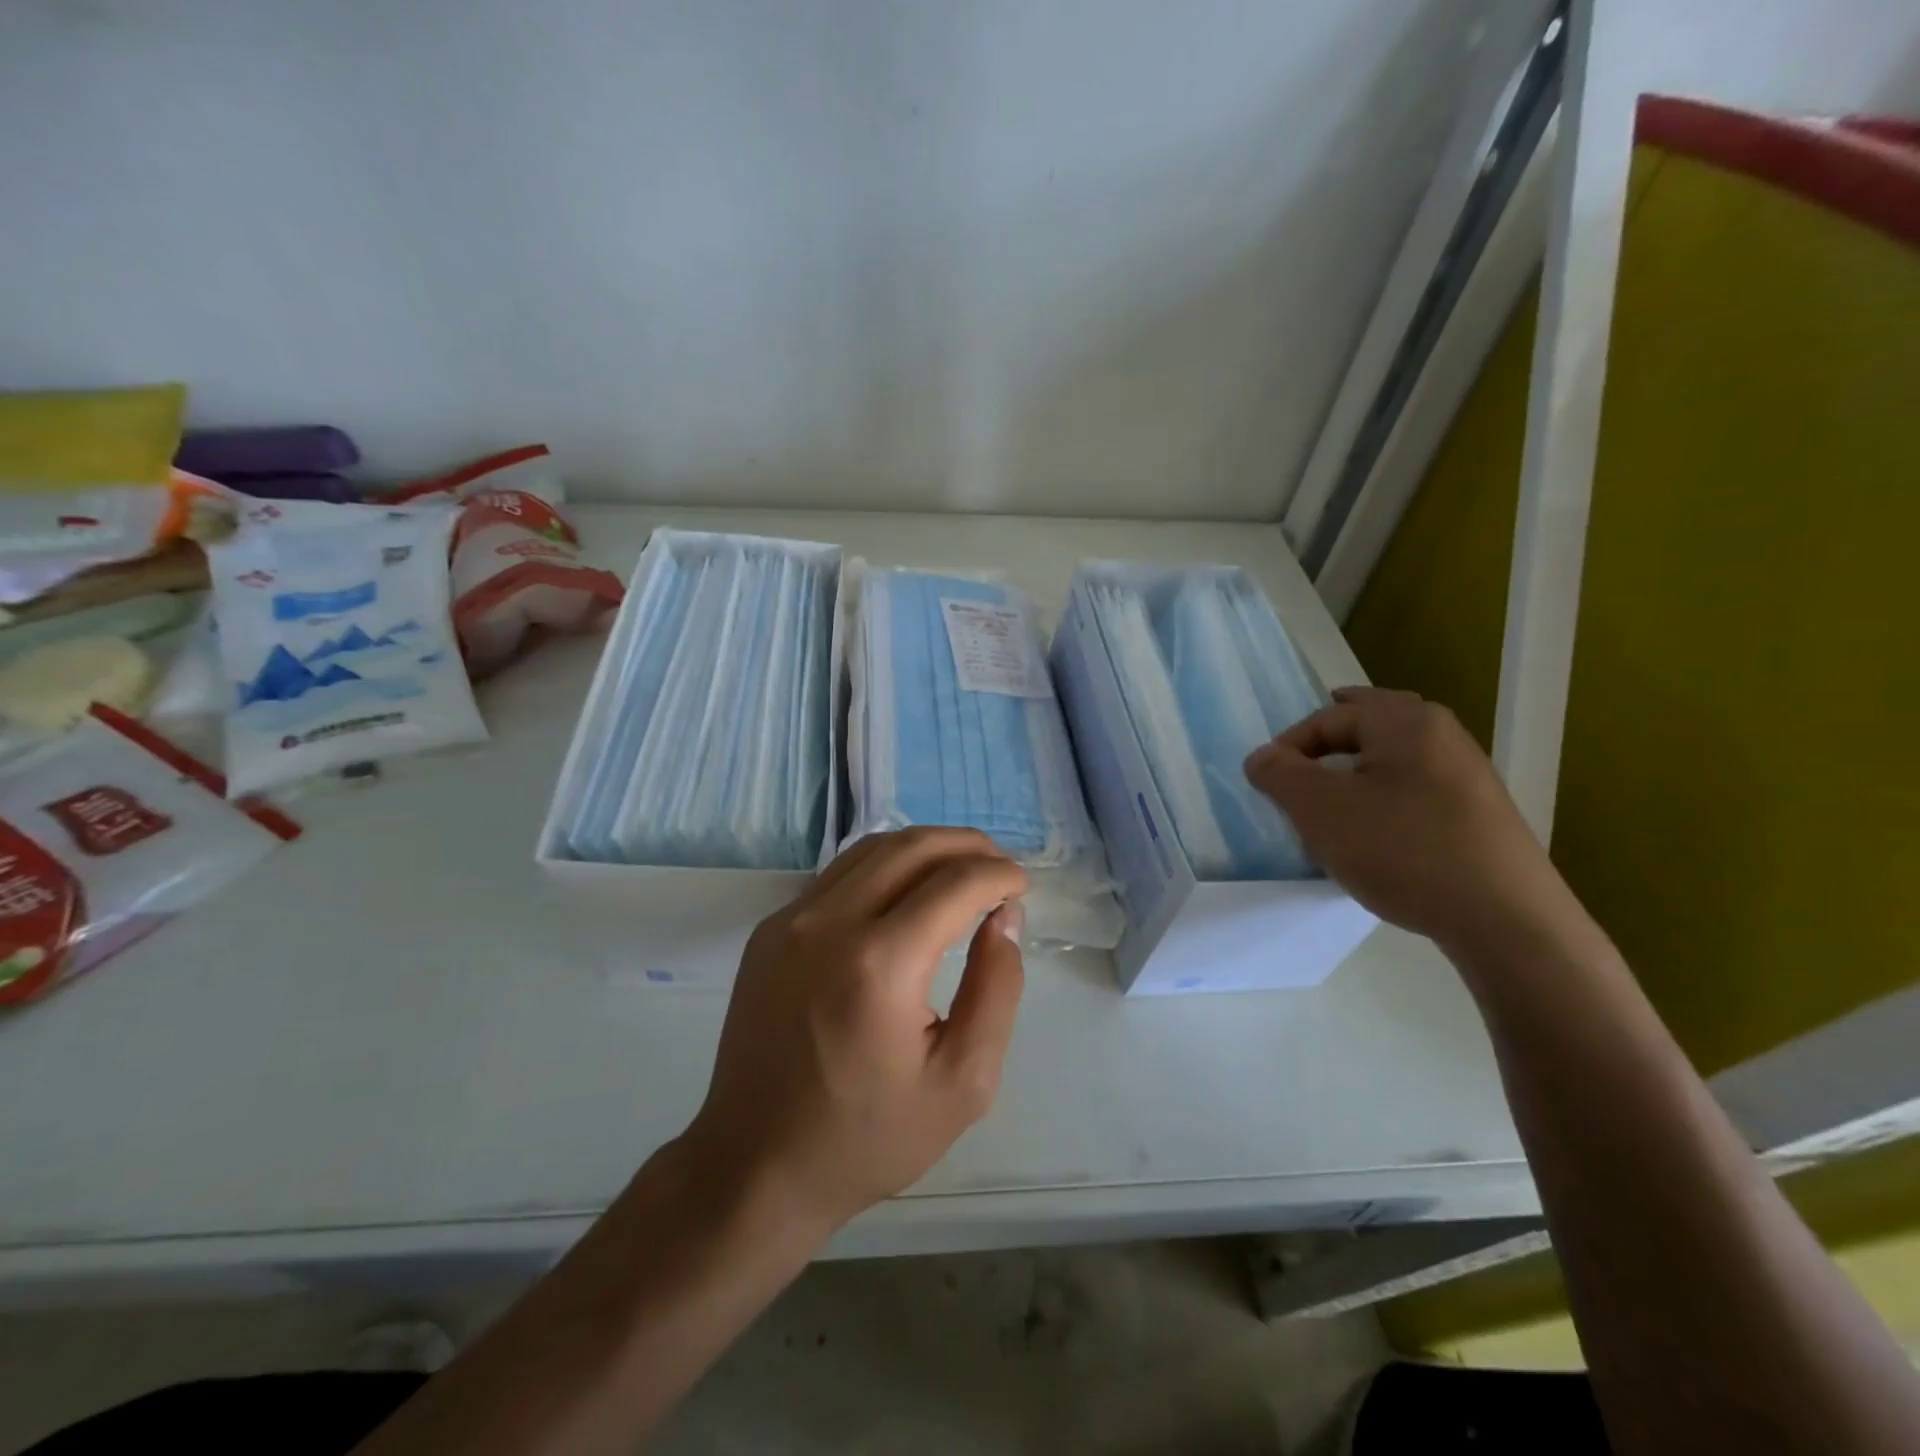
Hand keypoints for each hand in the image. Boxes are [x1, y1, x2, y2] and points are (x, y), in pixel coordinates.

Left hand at [682, 828, 1027, 1238]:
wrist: (756, 1166)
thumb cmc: (868, 1136)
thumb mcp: (963, 1082)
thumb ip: (997, 989)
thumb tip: (1003, 918)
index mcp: (881, 965)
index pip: (955, 884)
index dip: (999, 875)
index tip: (1022, 888)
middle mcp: (829, 923)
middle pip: (912, 847)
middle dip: (967, 845)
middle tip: (1000, 867)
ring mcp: (790, 921)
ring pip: (872, 850)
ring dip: (925, 848)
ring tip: (961, 870)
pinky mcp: (770, 930)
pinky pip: (839, 875)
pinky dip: (885, 867)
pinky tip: (907, 892)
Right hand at [1244, 686, 1569, 949]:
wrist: (1505, 920)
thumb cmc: (1402, 849)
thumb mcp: (1320, 809)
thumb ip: (1280, 773)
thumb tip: (1262, 757)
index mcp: (1405, 721)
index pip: (1328, 717)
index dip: (1288, 745)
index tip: (1268, 784)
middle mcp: (1442, 735)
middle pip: (1370, 724)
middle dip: (1330, 741)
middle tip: (1300, 763)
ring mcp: (1467, 775)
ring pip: (1394, 758)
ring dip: (1357, 771)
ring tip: (1330, 802)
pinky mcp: (1478, 814)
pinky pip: (1415, 789)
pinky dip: (1384, 797)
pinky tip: (1373, 833)